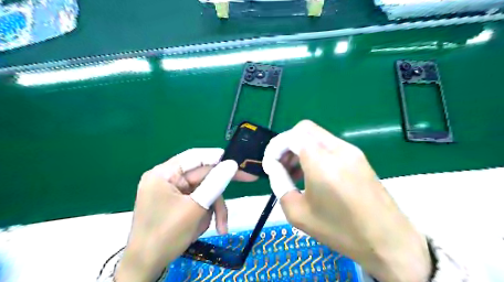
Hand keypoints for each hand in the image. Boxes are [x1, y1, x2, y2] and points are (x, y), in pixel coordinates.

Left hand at [115, 149, 240, 280]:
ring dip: (212, 209)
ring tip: (219, 227)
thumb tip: (232, 164)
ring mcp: (172, 191)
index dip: (219, 157)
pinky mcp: (176, 202)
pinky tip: (201, 228)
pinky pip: (197, 201)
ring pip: (203, 191)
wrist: (146, 267)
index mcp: (164, 174)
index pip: (196, 156)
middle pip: (203, 176)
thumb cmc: (166, 236)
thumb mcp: (195, 208)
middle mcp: (167, 178)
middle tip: (249, 180)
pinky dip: (204, 214)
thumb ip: (215, 183)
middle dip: (219, 193)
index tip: (239, 161)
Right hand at [262, 120, 431, 281]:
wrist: (389, 241)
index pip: (291, 136)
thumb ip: (280, 184)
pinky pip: (328, 144)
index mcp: (322, 163)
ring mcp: (351, 150)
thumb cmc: (340, 231)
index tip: (270, 166)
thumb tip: (274, 167)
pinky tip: (313, 173)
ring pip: (316, 135)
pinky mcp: (358, 156)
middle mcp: (337, 149)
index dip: (275, 148)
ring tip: (295, 172)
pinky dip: (314, 151)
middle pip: (304, 129)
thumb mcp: (298, 213)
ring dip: (300, 147)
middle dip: (287, 143)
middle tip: (281, 166)